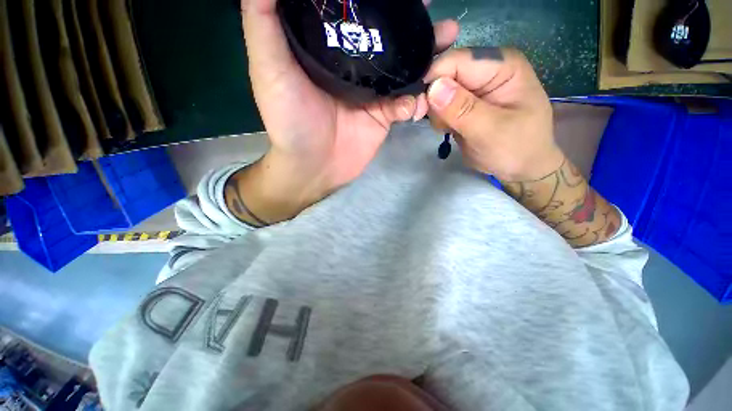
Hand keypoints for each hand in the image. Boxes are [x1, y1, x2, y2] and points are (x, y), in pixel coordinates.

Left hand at [234, 0, 458, 223]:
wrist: (312, 167)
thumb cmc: (288, 120)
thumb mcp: (268, 67)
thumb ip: (264, 20)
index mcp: (328, 48)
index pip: (354, 12)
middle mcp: (353, 66)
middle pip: (386, 37)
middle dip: (410, 22)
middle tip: (432, 8)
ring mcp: (372, 93)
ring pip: (403, 67)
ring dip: (426, 55)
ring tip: (447, 39)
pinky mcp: (383, 116)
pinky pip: (406, 103)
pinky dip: (418, 99)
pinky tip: (426, 96)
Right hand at [424, 48, 563, 181]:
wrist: (520, 167)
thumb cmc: (516, 148)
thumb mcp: (491, 131)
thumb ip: (463, 109)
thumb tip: (433, 88)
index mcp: (502, 65)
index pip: (456, 60)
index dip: (433, 80)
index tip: (420, 108)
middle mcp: (486, 70)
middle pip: (444, 74)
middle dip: (434, 99)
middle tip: (439, 125)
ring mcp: (474, 87)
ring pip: (438, 91)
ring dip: (438, 113)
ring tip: (452, 130)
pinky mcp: (465, 103)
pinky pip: (441, 105)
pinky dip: (440, 119)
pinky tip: (451, 130)